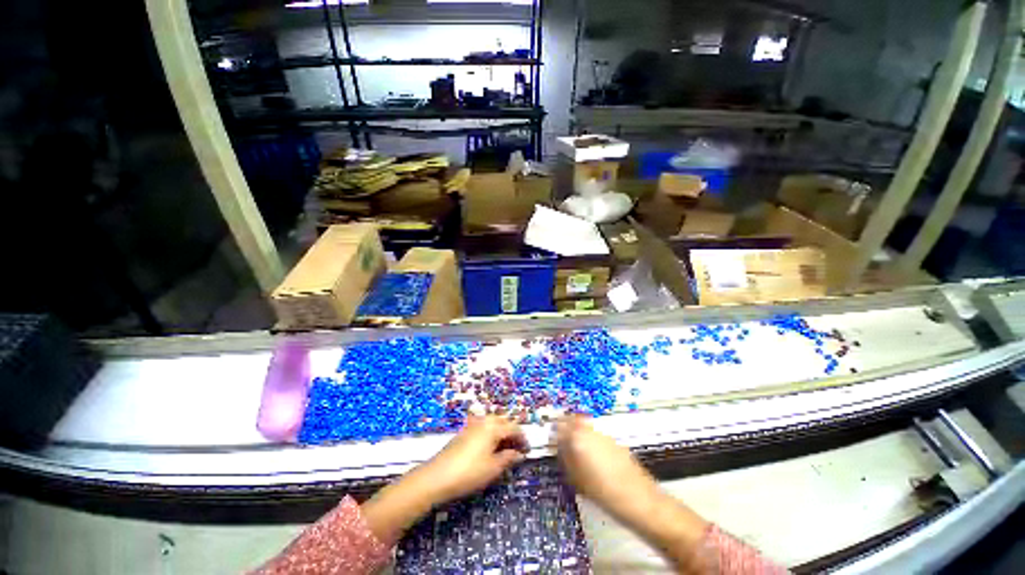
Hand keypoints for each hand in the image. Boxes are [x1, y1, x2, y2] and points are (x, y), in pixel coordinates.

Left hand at [363, 416, 527, 544]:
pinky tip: (490, 449)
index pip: (514, 427)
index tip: (528, 451)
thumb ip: (508, 458)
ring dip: (501, 433)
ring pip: (493, 424)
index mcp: (493, 426)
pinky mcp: (464, 432)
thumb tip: (518, 453)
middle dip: (512, 434)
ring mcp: (472, 425)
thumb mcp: (493, 468)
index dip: (523, 439)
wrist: (437, 476)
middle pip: (503, 422)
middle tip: (517, 450)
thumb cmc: (469, 472)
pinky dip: (491, 435)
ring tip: (505, 450)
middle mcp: (484, 421)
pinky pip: (483, 428)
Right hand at [555, 415, 710, 570]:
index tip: (550, 438)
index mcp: (578, 437)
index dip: (553, 430)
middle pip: (573, 419)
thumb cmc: (604, 492)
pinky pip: (596, 433)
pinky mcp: (614, 440)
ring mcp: (604, 434)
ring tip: (575, 449)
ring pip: (585, 425)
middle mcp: (591, 430)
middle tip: (560, 439)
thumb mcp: (576, 478)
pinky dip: (589, 438)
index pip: (559, 423)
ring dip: (577, 431)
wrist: (639, 499)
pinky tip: (591, 456)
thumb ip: (565, 458)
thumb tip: (558, 447)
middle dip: (565, 426)